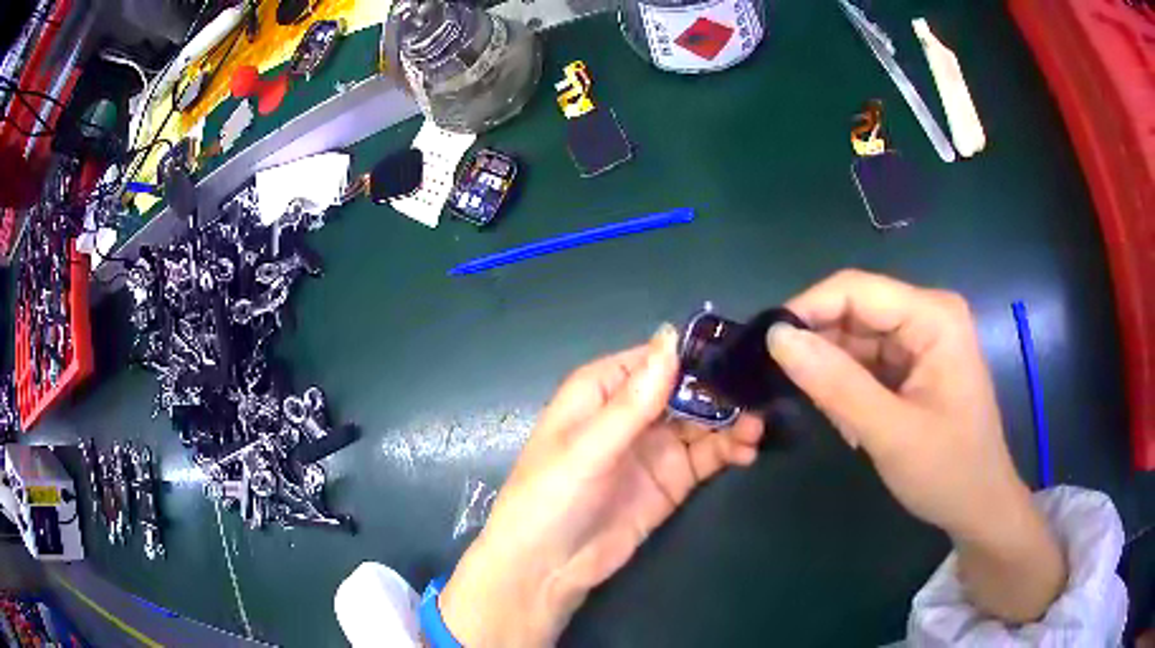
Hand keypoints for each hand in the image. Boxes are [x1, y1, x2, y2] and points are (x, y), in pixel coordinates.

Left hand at [440, 325, 763, 646]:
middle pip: (685, 388)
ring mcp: (654, 448)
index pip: (654, 359)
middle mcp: (631, 413)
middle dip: (721, 390)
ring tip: (756, 428)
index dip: (693, 354)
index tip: (737, 351)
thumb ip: (634, 399)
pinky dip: (729, 449)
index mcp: (602, 391)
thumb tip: (671, 335)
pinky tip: (748, 450)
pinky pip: (707, 456)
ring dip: (732, 421)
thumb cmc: (551, 497)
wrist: (547, 569)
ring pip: (702, 422)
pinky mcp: (671, 480)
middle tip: (760, 393)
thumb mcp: (588, 446)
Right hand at [766, 270, 1064, 621]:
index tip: (763, 344)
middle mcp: (928, 315)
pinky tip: (850, 423)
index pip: (856, 289)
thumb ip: (835, 385)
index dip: (806, 309)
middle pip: (855, 312)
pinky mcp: (914, 363)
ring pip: (856, 339)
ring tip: (831, 419)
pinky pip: (867, 362)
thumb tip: (777, 337)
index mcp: (934, 316)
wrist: (979, 506)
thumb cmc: (947, 471)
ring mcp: (921, 339)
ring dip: (834, 375)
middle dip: (821, 349)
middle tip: (788, 390)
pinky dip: (849, 389)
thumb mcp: (890, 433)